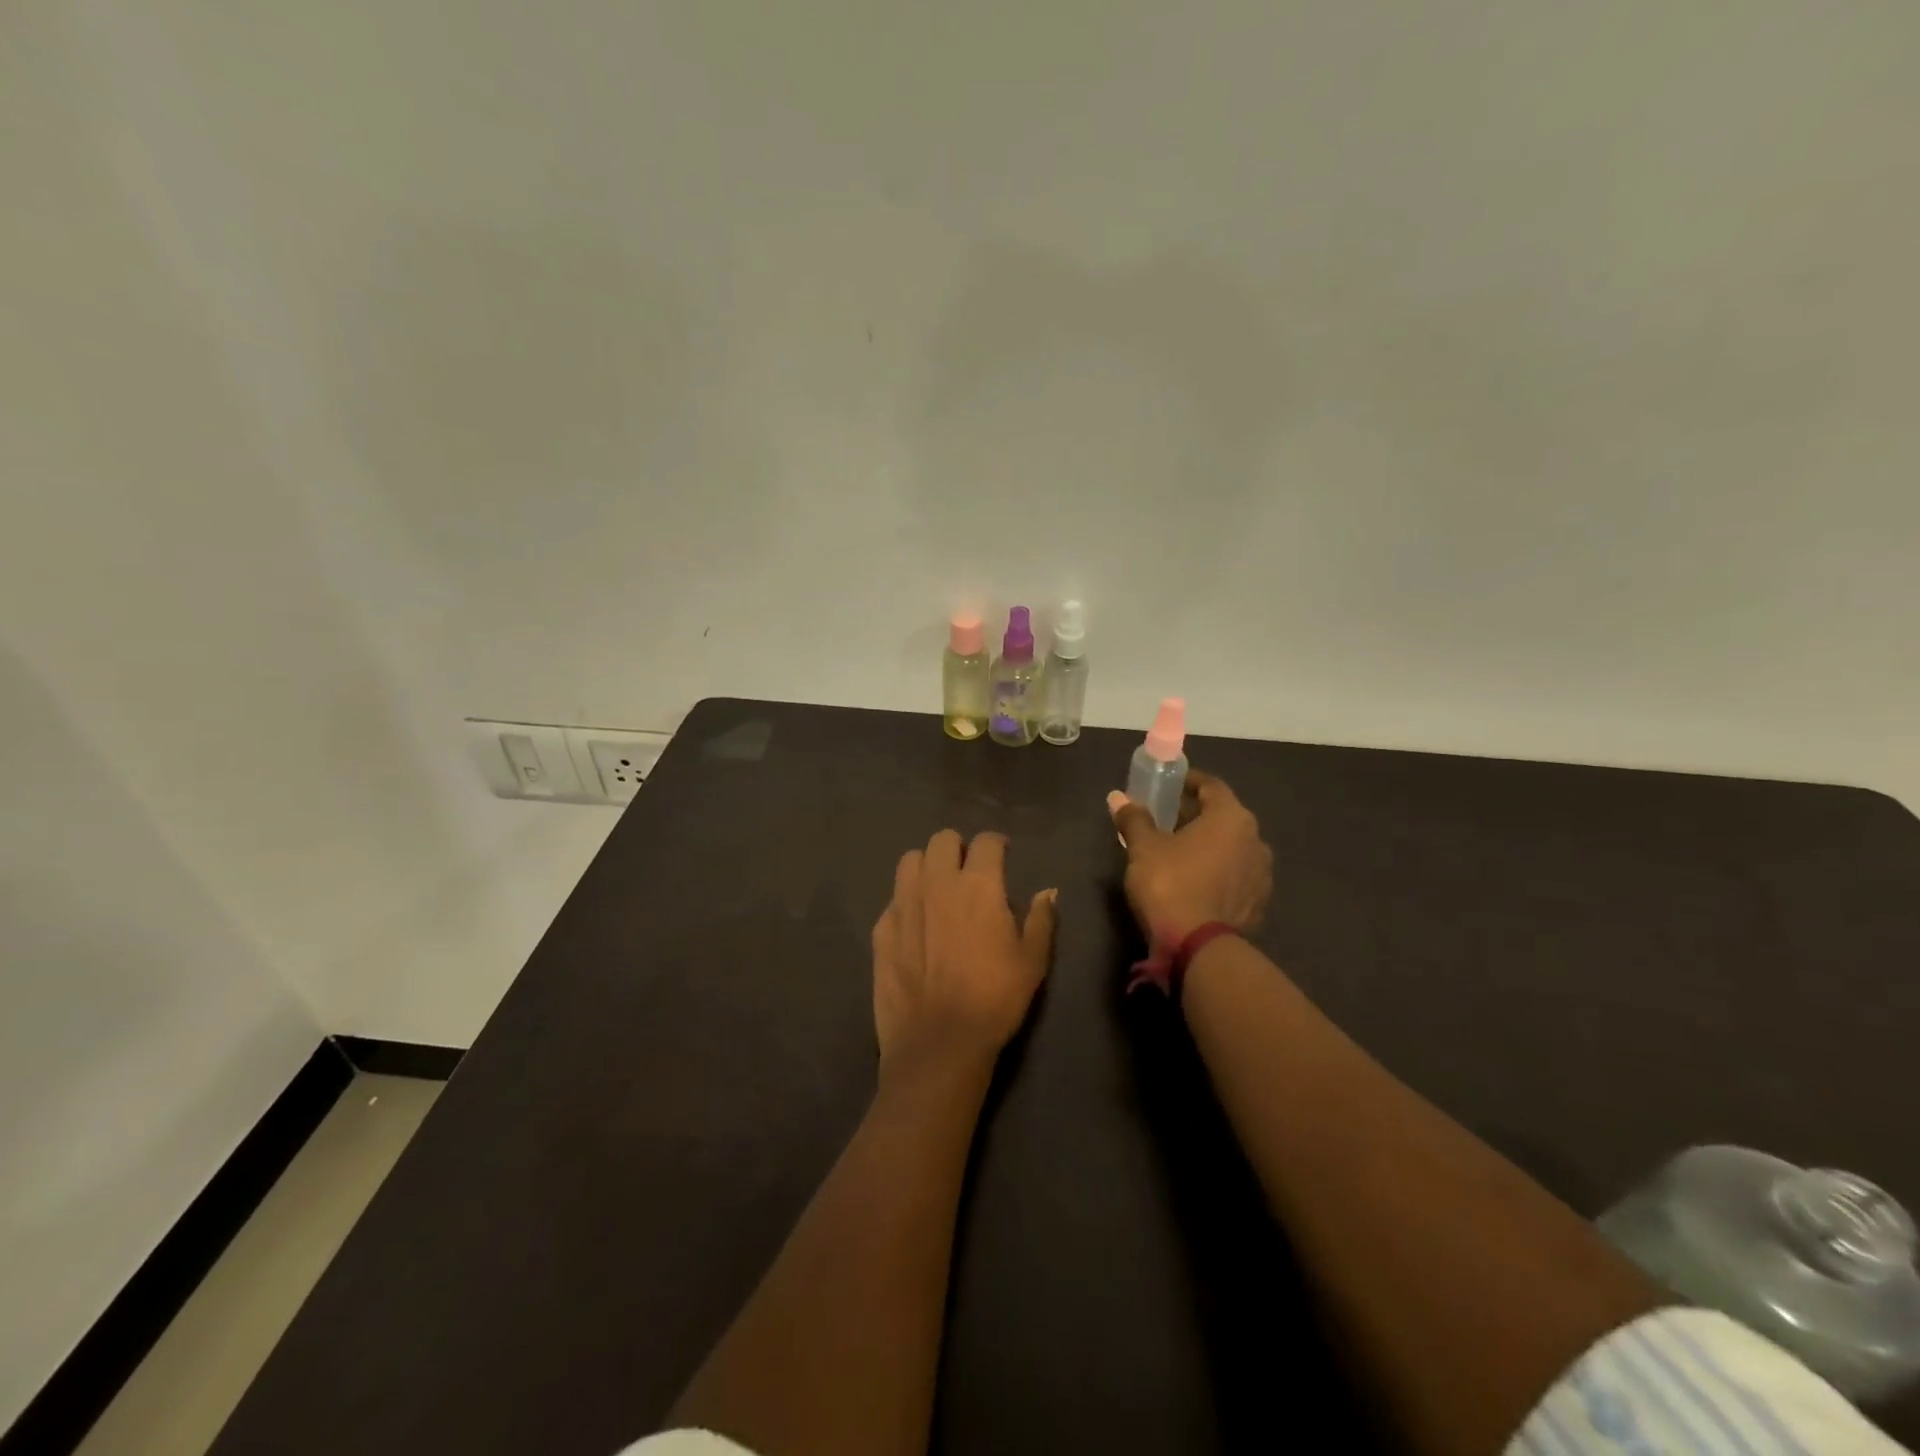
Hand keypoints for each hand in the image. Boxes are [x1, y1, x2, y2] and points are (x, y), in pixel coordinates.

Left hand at [871, 830, 1057, 1080]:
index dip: (997, 843)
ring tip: (938, 887)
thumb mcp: (1032, 962)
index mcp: (978, 885)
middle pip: (942, 839)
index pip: (986, 841)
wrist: (938, 1042)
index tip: (1003, 854)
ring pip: (911, 860)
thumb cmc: (995, 999)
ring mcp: (904, 903)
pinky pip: (894, 898)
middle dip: (958, 847)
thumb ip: (1041, 919)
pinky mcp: (881, 928)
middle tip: (968, 869)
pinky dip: (907, 901)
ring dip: (927, 865)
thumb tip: (1048, 891)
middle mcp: (938, 882)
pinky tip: (916, 925)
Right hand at [1108, 769, 1271, 944]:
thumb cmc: (1169, 882)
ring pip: (1233, 849)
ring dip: (1210, 846)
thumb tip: (1118, 797)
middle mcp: (1255, 840)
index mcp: (1231, 817)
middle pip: (1224, 818)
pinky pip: (1236, 877)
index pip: (1212, 786)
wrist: (1197, 946)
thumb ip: (1134, 818)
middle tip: (1168, 820)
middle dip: (1197, 816)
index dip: (1189, 782)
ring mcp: (1261, 875)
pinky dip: (1218, 873)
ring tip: (1181, 854)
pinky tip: (1196, 882)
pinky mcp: (1258, 905)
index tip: (1170, 784)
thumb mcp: (1143, 847)